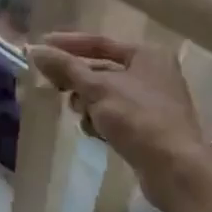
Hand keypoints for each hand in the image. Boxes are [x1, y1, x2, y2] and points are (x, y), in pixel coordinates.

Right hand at [28, 33, 210, 211]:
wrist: (175, 170)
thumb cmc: (138, 119)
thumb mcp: (98, 89)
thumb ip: (66, 68)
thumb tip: (36, 50)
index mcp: (148, 54)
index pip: (99, 42)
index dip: (68, 44)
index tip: (41, 46)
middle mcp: (154, 73)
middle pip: (102, 69)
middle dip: (78, 81)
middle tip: (53, 86)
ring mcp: (155, 102)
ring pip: (107, 95)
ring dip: (89, 104)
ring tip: (80, 114)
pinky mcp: (151, 128)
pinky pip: (117, 115)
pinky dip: (102, 121)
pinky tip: (95, 133)